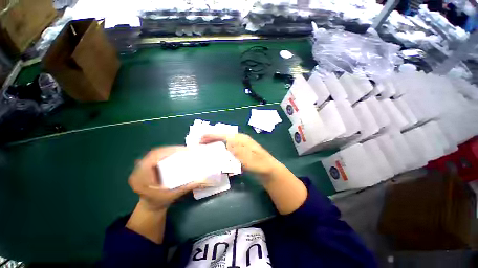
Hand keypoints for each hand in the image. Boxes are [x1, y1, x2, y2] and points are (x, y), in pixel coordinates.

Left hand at [129, 146, 206, 211]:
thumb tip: (202, 179)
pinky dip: (168, 152)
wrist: (150, 206)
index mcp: (140, 177)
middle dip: (171, 149)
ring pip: (157, 152)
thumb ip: (186, 187)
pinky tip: (176, 153)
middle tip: (186, 149)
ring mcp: (142, 166)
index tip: (183, 150)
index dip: (168, 151)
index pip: (153, 158)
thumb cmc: (159, 202)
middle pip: (155, 153)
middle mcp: (139, 169)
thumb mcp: (172, 195)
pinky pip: (158, 155)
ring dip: (170, 150)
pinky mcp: (148, 165)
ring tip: (183, 150)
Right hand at [200, 133, 280, 176]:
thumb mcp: (250, 159)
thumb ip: (239, 151)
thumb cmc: (260, 165)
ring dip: (216, 143)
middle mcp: (240, 140)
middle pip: (223, 136)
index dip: (212, 136)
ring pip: (225, 142)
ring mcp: (241, 146)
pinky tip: (218, 153)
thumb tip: (227, 142)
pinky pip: (228, 148)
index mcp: (241, 139)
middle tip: (200, 142)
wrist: (269, 170)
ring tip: (206, 146)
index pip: (224, 135)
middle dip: (212, 138)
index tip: (201, 139)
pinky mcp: (241, 152)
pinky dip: (221, 149)